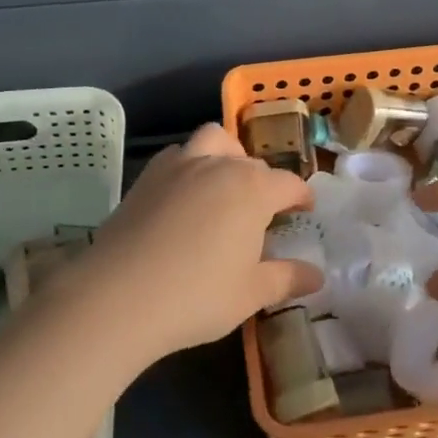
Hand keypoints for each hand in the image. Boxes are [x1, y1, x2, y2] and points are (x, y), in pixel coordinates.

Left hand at [80, 124, 324, 361]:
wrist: (118, 296)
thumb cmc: (196, 295)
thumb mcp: (250, 293)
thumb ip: (287, 278)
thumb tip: (318, 276)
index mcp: (253, 188)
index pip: (288, 184)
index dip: (301, 196)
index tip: (305, 209)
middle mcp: (221, 165)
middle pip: (252, 163)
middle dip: (265, 182)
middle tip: (263, 213)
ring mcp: (181, 165)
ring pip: (214, 140)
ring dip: (227, 155)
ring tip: (225, 185)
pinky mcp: (148, 176)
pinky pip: (177, 156)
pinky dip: (189, 165)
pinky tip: (185, 195)